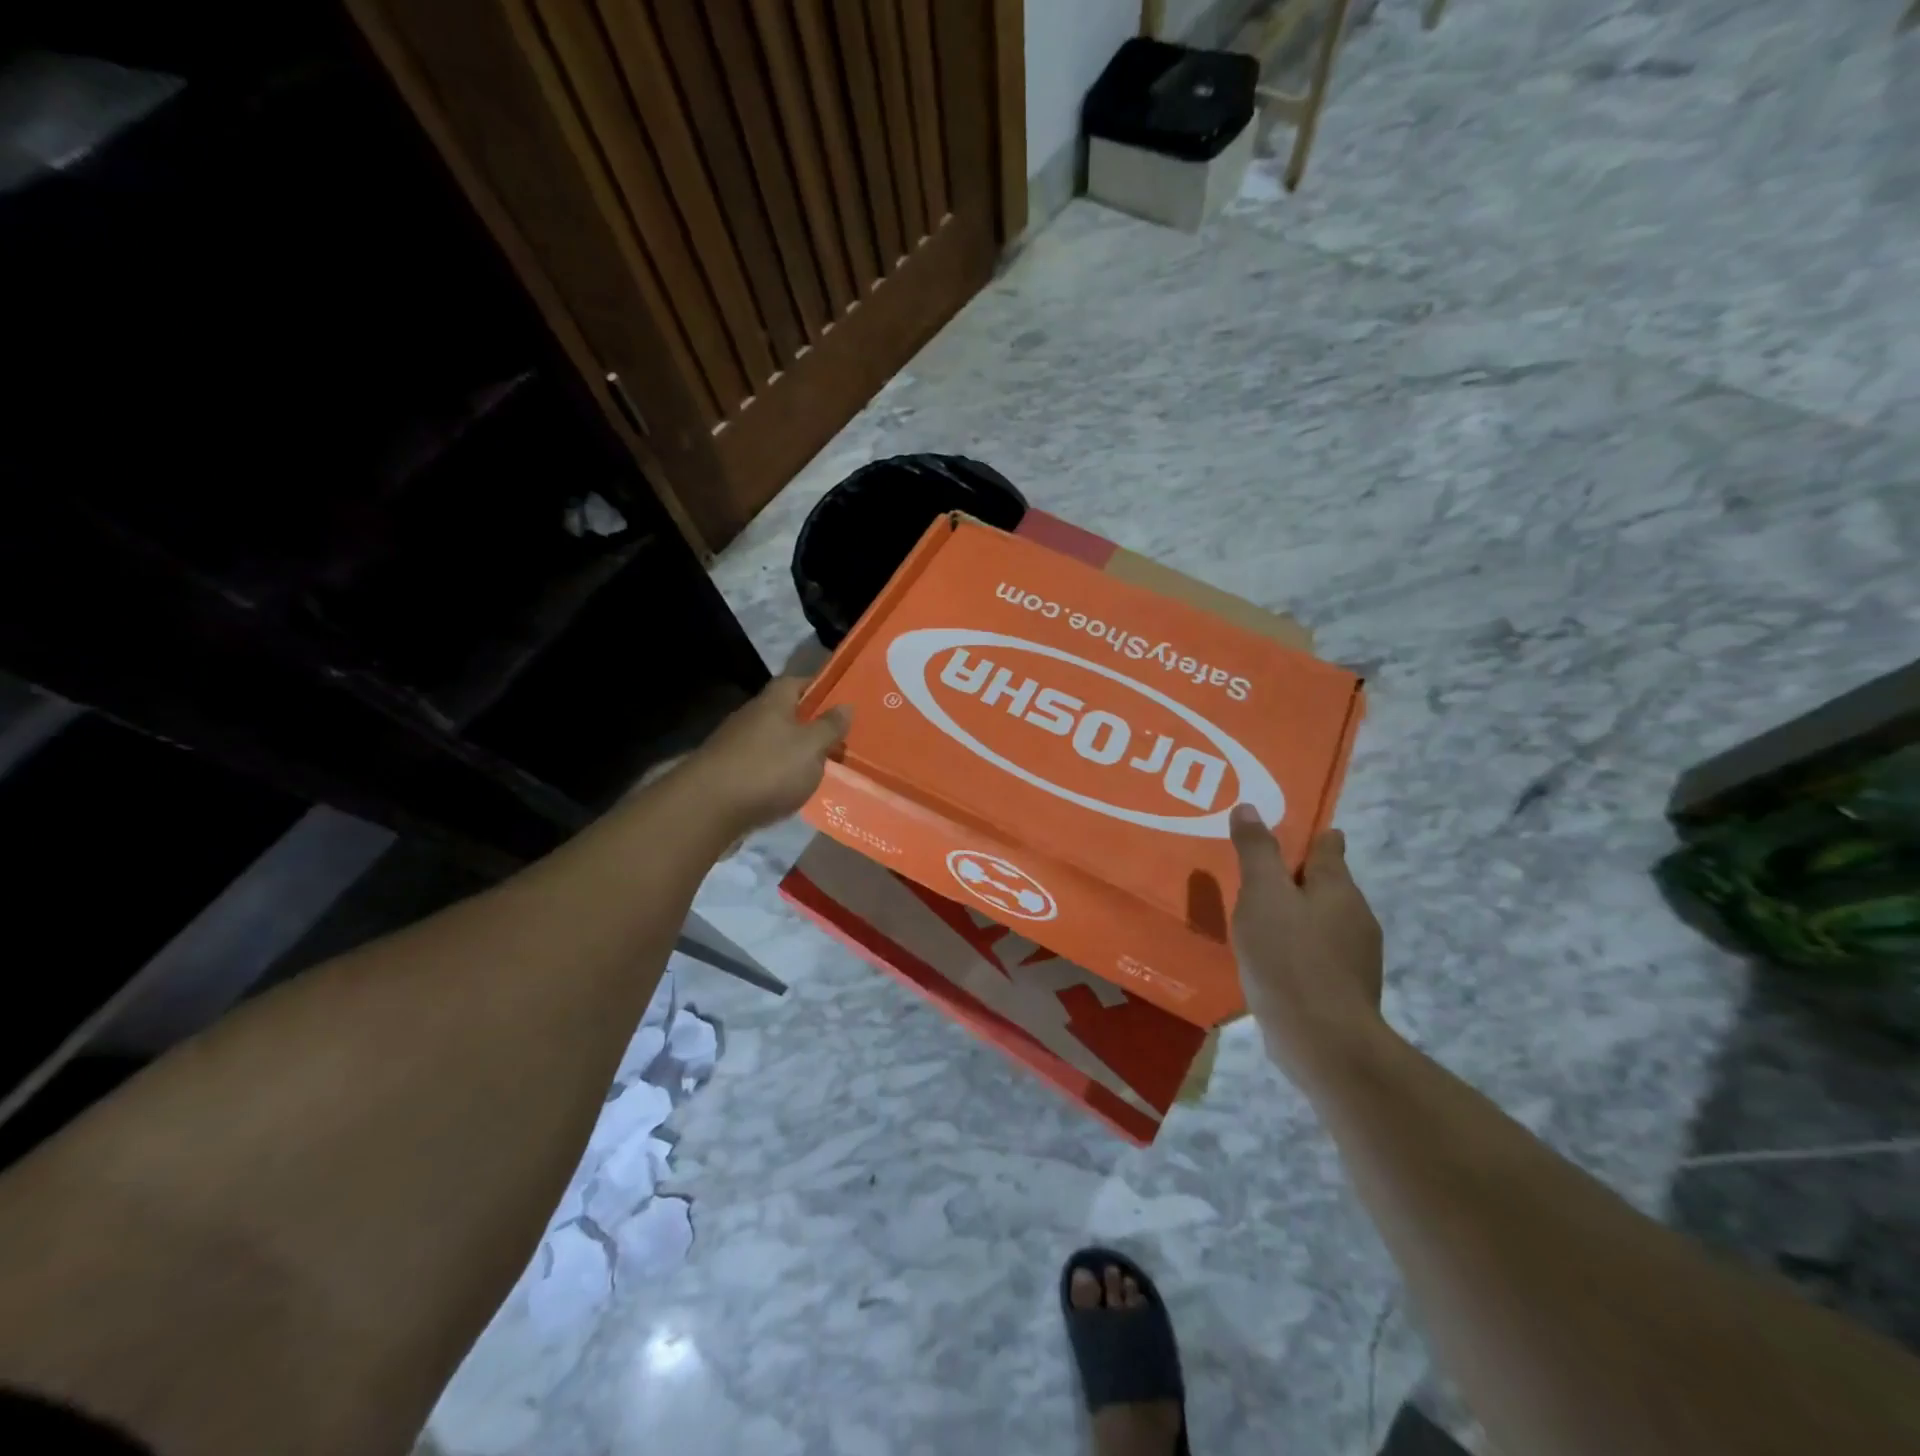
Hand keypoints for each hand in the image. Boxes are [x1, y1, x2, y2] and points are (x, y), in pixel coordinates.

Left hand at [693, 677, 850, 834]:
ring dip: (792, 752)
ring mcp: (734, 745)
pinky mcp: (725, 773)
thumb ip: (830, 726)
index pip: (796, 682)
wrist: (708, 808)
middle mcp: (751, 717)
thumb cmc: (768, 769)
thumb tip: (845, 705)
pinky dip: (775, 774)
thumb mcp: (811, 747)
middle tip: (835, 739)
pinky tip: (788, 790)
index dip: (818, 688)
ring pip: (771, 741)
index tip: (839, 701)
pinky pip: (759, 766)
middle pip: (783, 713)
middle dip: (807, 724)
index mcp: (773, 703)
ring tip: (817, 769)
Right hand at [1229, 805, 1387, 1082]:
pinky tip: (1272, 959)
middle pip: (1327, 884)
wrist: (1324, 1042)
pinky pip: (1317, 954)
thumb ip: (1257, 852)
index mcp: (1338, 887)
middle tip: (1258, 873)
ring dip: (1296, 914)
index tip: (1289, 831)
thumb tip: (1250, 807)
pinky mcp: (1344, 989)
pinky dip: (1297, 947)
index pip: (1329, 846)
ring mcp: (1356, 956)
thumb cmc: (1289, 957)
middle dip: (1298, 877)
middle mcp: (1355, 916)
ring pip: (1323, 921)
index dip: (1311, 836)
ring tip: (1259, 916)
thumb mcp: (1263, 895)